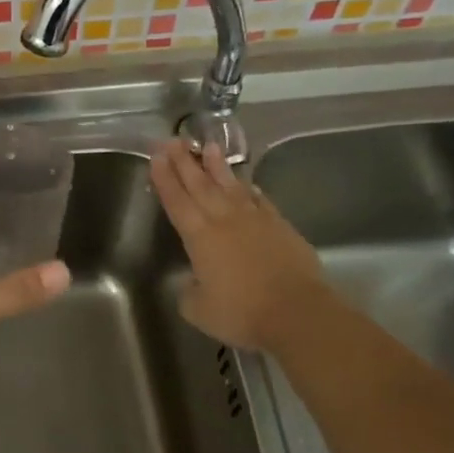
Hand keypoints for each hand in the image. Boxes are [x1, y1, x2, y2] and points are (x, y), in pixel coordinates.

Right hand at [149, 140, 326, 351]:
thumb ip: (190, 291)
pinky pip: (260, 200)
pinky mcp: (280, 227)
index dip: (164, 178)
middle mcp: (225, 220)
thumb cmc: (241, 312)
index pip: (176, 201)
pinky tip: (246, 183)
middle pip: (200, 185)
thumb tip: (194, 281)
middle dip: (184, 162)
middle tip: (172, 140)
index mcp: (200, 236)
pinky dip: (249, 190)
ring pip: (231, 186)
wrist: (297, 312)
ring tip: (208, 146)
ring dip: (217, 166)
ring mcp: (255, 220)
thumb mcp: (199, 309)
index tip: (156, 156)